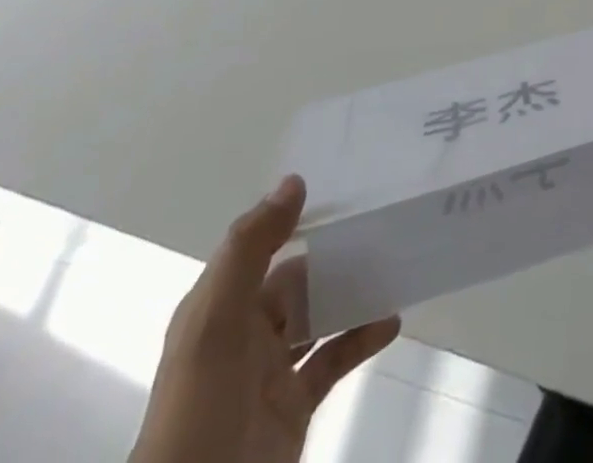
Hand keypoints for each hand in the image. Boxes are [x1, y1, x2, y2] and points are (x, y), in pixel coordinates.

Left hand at [131, 175, 400, 462]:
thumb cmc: (200, 411)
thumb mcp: (215, 322)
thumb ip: (251, 249)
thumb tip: (294, 182)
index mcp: (218, 308)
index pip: (260, 247)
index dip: (294, 217)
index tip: (343, 190)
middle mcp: (243, 334)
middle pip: (294, 280)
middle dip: (333, 255)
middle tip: (382, 225)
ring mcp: (270, 374)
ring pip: (317, 317)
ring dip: (351, 294)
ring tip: (393, 266)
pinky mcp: (294, 407)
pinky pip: (333, 360)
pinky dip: (361, 338)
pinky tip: (391, 321)